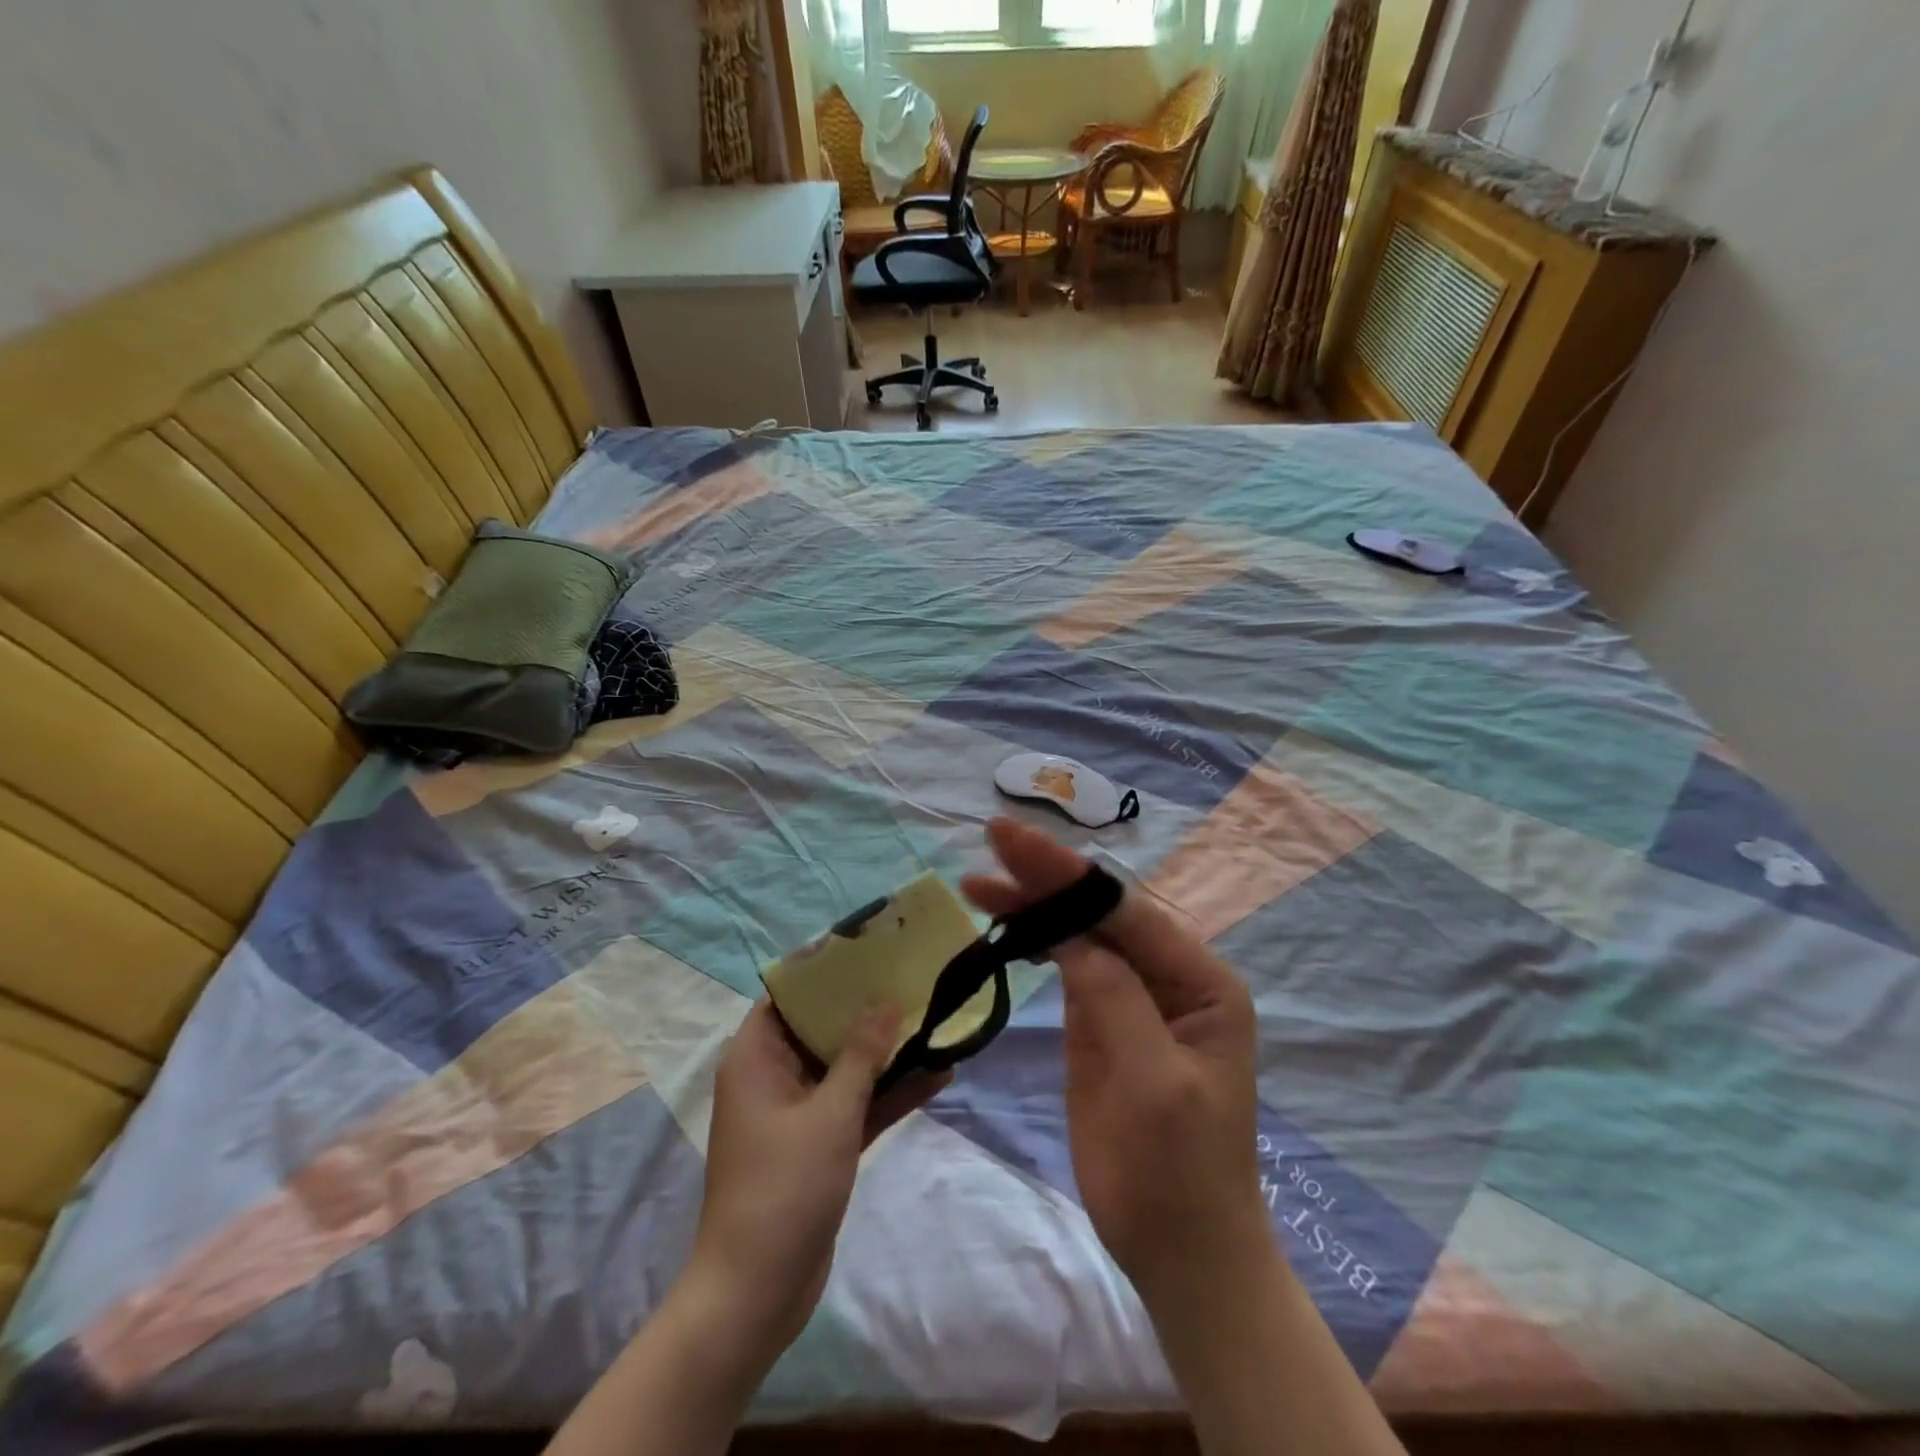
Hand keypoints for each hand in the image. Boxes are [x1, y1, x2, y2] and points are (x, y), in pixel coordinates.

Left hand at [687, 998, 948, 1362]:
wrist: (757, 1293)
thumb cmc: (783, 1187)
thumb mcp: (829, 1113)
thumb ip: (860, 1054)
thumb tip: (886, 1001)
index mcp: (756, 1058)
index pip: (788, 996)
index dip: (824, 971)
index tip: (869, 950)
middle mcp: (773, 1077)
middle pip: (822, 1028)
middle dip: (867, 1008)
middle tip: (912, 978)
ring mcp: (798, 1113)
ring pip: (845, 1067)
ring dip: (886, 1052)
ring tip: (935, 1019)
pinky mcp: (819, 1145)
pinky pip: (856, 1105)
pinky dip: (888, 1093)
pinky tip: (938, 1075)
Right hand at [962, 818, 1265, 1303]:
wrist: (1178, 1249)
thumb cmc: (1180, 1172)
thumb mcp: (1154, 1082)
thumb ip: (1113, 998)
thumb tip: (1068, 934)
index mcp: (1200, 980)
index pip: (1125, 911)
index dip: (1068, 873)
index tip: (1014, 840)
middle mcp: (1169, 975)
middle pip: (1099, 911)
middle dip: (1046, 876)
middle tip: (991, 838)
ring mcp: (1132, 995)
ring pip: (1078, 932)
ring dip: (1032, 903)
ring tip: (979, 880)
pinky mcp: (1101, 1018)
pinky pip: (1067, 964)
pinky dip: (1034, 939)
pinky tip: (1004, 921)